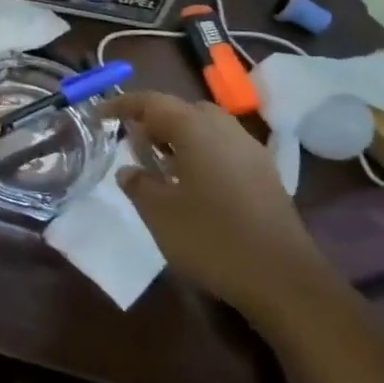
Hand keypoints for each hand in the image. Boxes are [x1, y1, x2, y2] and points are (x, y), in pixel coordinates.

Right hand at [103, 91, 332, 324]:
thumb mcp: (159, 213)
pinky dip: (201, 153)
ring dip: (179, 137)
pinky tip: (192, 184)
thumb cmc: (212, 238)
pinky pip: (224, 149)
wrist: (284, 280)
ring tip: (160, 164)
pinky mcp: (265, 176)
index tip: (99, 115)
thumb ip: (138, 184)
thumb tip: (128, 170)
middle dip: (155, 120)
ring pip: (207, 128)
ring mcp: (251, 152)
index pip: (152, 102)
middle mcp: (226, 130)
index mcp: (196, 129)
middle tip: (133, 143)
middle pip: (183, 110)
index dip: (122, 105)